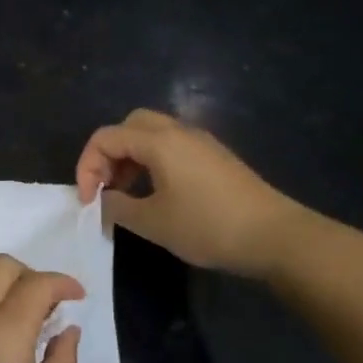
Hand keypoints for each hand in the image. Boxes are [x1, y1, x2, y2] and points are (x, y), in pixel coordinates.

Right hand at [76, 108, 311, 277]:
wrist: (276, 236)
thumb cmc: (208, 226)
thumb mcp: (152, 222)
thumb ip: (117, 207)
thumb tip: (103, 201)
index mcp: (158, 141)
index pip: (105, 137)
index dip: (86, 166)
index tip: (88, 201)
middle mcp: (178, 131)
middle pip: (129, 125)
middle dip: (108, 153)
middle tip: (106, 187)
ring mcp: (200, 142)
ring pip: (152, 134)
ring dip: (130, 158)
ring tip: (126, 194)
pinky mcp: (215, 157)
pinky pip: (172, 147)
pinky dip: (152, 162)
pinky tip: (157, 194)